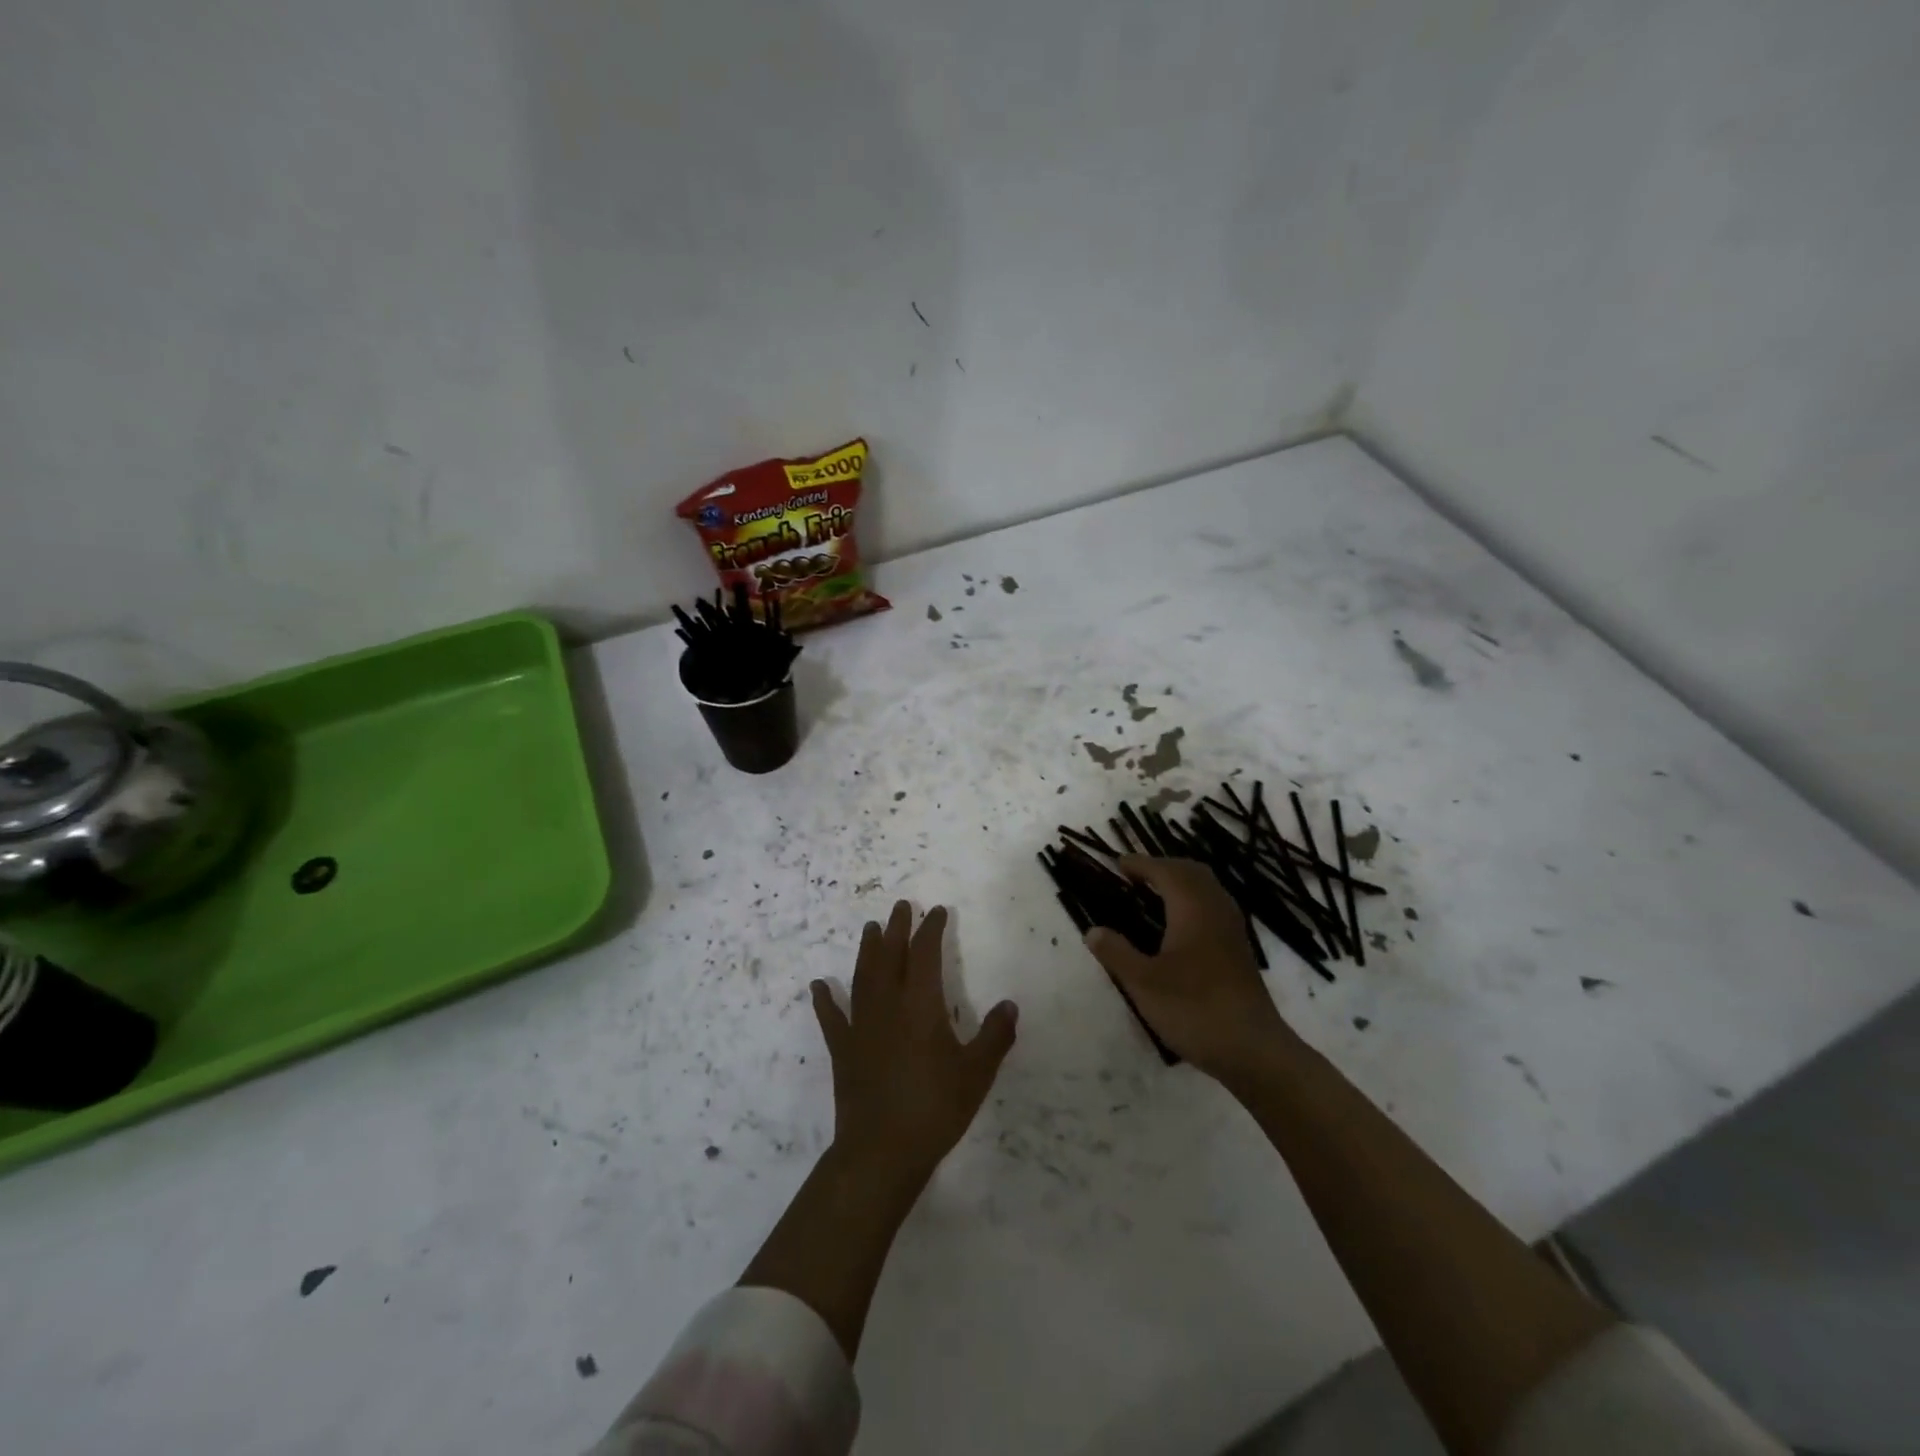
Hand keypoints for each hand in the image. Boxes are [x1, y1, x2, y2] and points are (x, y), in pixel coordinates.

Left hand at [811, 901, 1017, 1192]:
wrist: (882, 1150)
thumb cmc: (935, 1108)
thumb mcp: (976, 1073)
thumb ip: (995, 1036)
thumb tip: (1010, 1005)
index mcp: (921, 1005)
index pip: (925, 954)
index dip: (931, 929)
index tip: (936, 911)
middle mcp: (888, 1005)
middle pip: (890, 955)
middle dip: (897, 928)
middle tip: (900, 906)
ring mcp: (861, 1026)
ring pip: (863, 977)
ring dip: (867, 950)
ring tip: (869, 928)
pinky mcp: (843, 1050)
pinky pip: (831, 1018)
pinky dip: (824, 1000)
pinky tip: (818, 986)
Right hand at [1082, 856, 1296, 1084]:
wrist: (1253, 1049)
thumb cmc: (1194, 1009)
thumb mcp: (1143, 983)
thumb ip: (1116, 953)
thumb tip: (1092, 930)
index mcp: (1193, 908)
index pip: (1165, 871)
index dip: (1140, 864)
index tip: (1117, 863)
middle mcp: (1216, 909)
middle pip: (1191, 872)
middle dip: (1162, 866)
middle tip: (1135, 876)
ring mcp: (1232, 930)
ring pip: (1207, 888)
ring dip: (1180, 882)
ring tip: (1153, 893)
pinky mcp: (1239, 949)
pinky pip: (1214, 906)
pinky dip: (1193, 900)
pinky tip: (1179, 924)